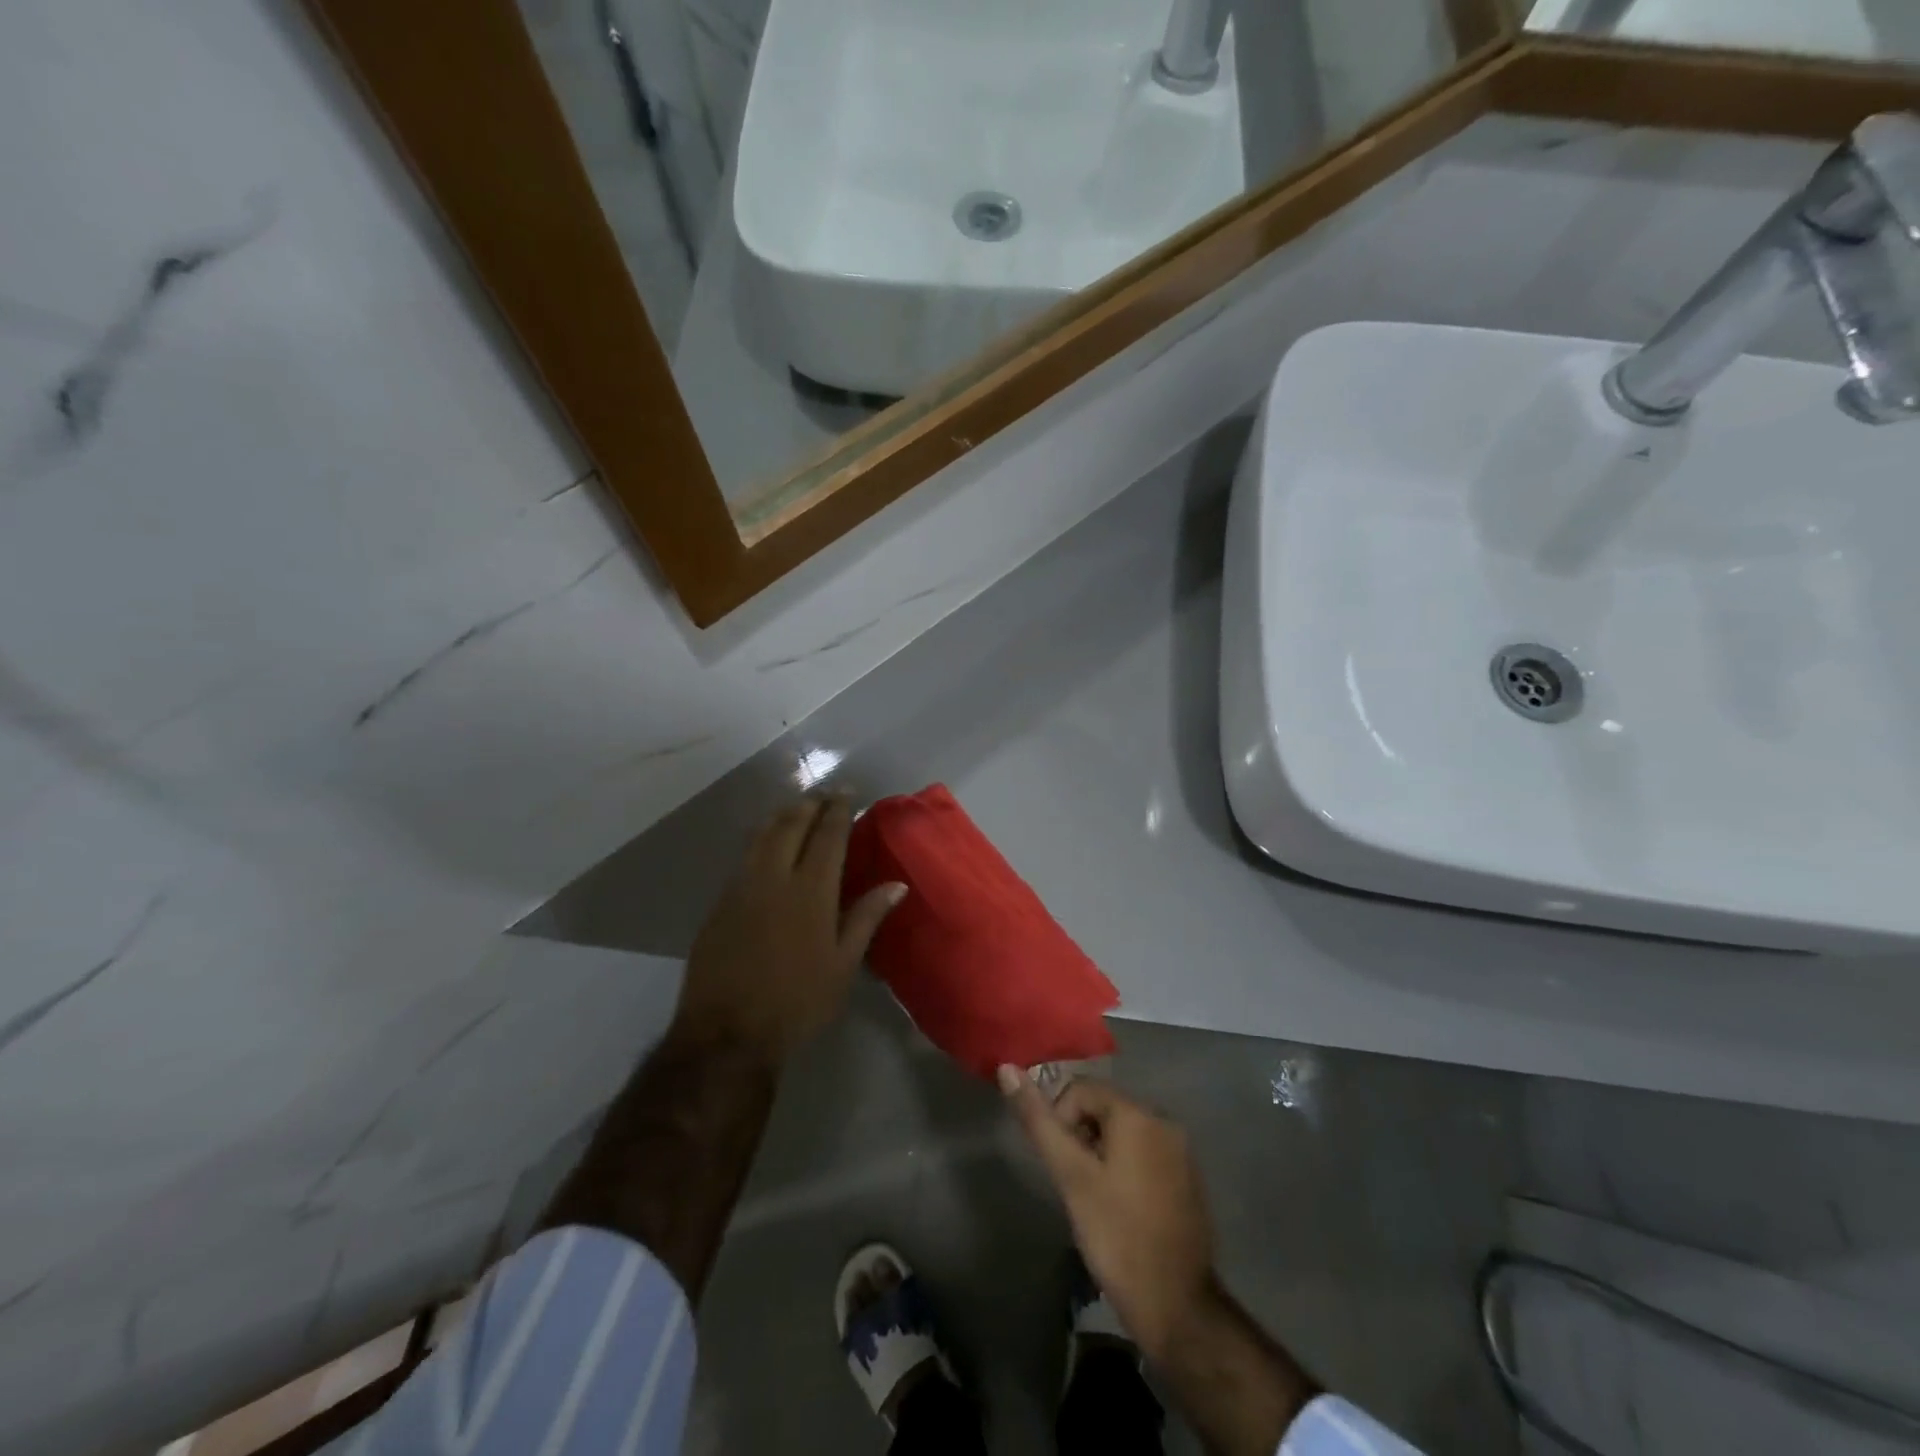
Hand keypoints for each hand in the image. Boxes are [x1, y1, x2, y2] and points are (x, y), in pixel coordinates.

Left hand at [673, 798, 905, 1063]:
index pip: (827, 837)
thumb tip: (896, 884)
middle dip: (809, 804)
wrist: (727, 1033)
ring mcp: (741, 888)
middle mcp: (774, 878)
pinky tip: (765, 844)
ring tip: (796, 807)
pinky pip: (744, 857)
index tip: (846, 792)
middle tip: (823, 793)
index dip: (838, 810)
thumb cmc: (797, 1001)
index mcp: (811, 891)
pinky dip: (760, 839)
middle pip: (791, 826)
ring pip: (762, 836)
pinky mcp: (719, 903)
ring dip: (782, 816)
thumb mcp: (843, 964)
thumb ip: (866, 917)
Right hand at [998, 1068, 1212, 1361]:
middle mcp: (1164, 1119)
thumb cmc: (1116, 1236)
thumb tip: (1007, 1069)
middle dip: (1081, 1136)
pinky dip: (1125, 1167)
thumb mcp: (1070, 1176)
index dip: (1061, 1121)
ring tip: (1095, 1198)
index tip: (1061, 1166)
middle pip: (1104, 1107)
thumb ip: (1039, 1121)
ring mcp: (1180, 1149)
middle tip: (1075, 1184)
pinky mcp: (1187, 1177)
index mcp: (1137, 1113)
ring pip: (1123, 1131)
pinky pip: (1144, 1152)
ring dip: (1101, 1152)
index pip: (1081, 1089)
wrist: (1176, 1306)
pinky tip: (1120, 1207)